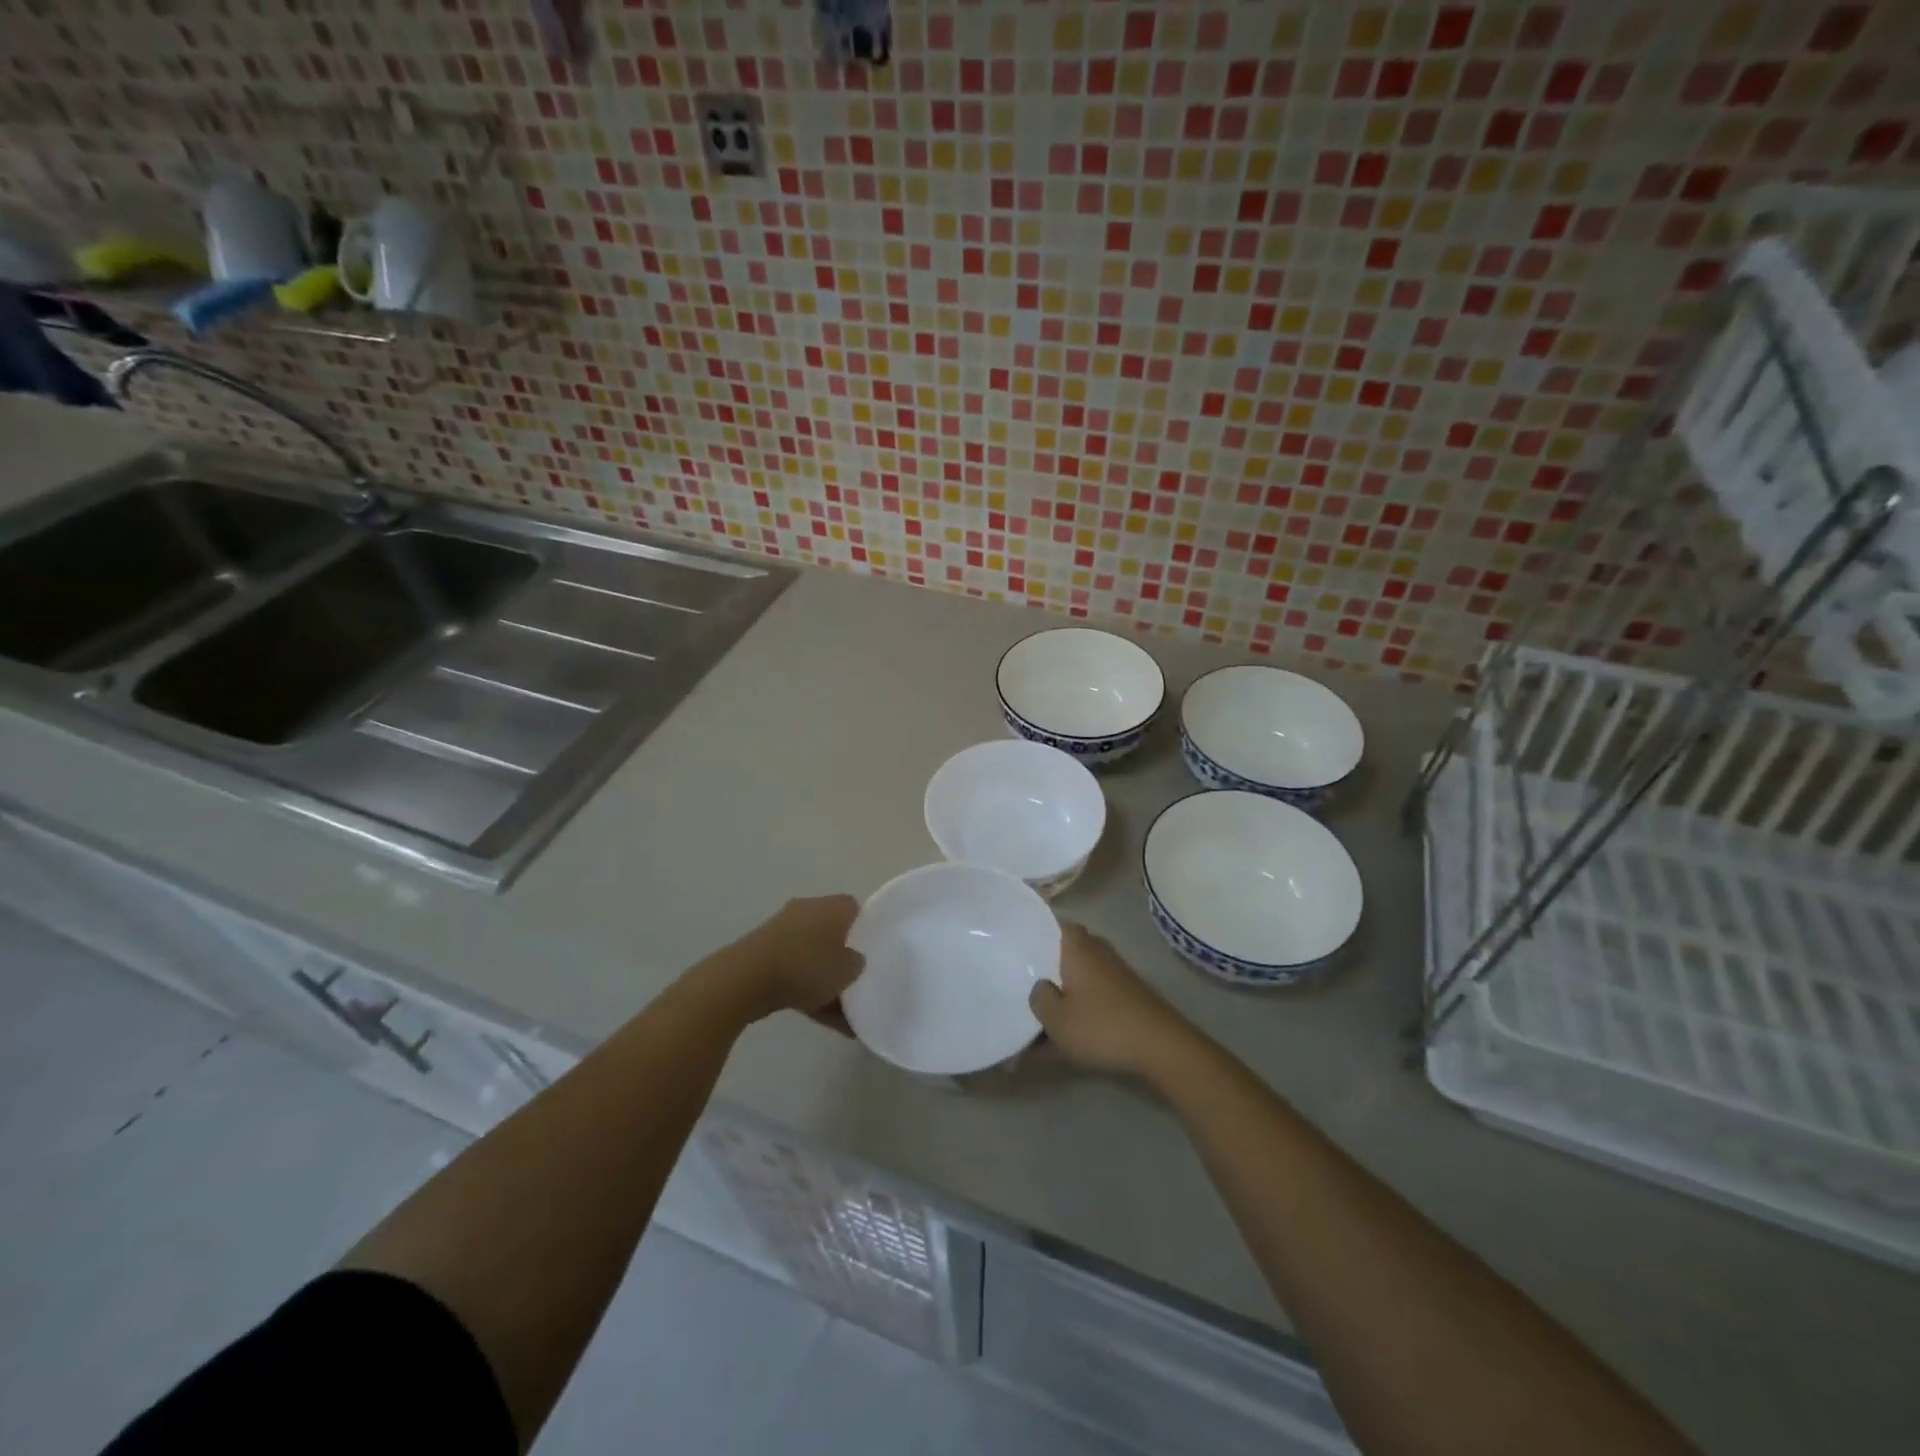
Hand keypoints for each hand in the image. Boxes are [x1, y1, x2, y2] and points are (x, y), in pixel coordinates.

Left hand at [722, 894, 864, 1020]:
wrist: (746, 978)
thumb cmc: (806, 966)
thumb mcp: (847, 970)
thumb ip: (857, 963)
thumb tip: (854, 960)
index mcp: (832, 906)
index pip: (856, 909)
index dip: (867, 930)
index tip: (873, 953)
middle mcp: (807, 910)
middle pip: (834, 932)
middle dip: (844, 956)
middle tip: (857, 981)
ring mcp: (782, 930)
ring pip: (813, 954)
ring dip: (825, 977)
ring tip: (842, 1012)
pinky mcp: (764, 952)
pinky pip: (794, 969)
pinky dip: (806, 988)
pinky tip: (820, 1017)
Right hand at [1030, 923, 1190, 1076]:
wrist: (1161, 1046)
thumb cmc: (1102, 1026)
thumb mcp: (1056, 1020)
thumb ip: (1040, 999)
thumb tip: (1041, 986)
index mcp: (1078, 948)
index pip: (1056, 924)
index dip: (1040, 932)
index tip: (1022, 945)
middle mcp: (1099, 951)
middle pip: (1071, 947)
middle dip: (1053, 961)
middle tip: (1032, 977)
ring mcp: (1119, 971)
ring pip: (1086, 969)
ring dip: (1071, 983)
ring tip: (1051, 1005)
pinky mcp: (1132, 992)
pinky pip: (1100, 988)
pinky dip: (1088, 999)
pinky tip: (1078, 1022)